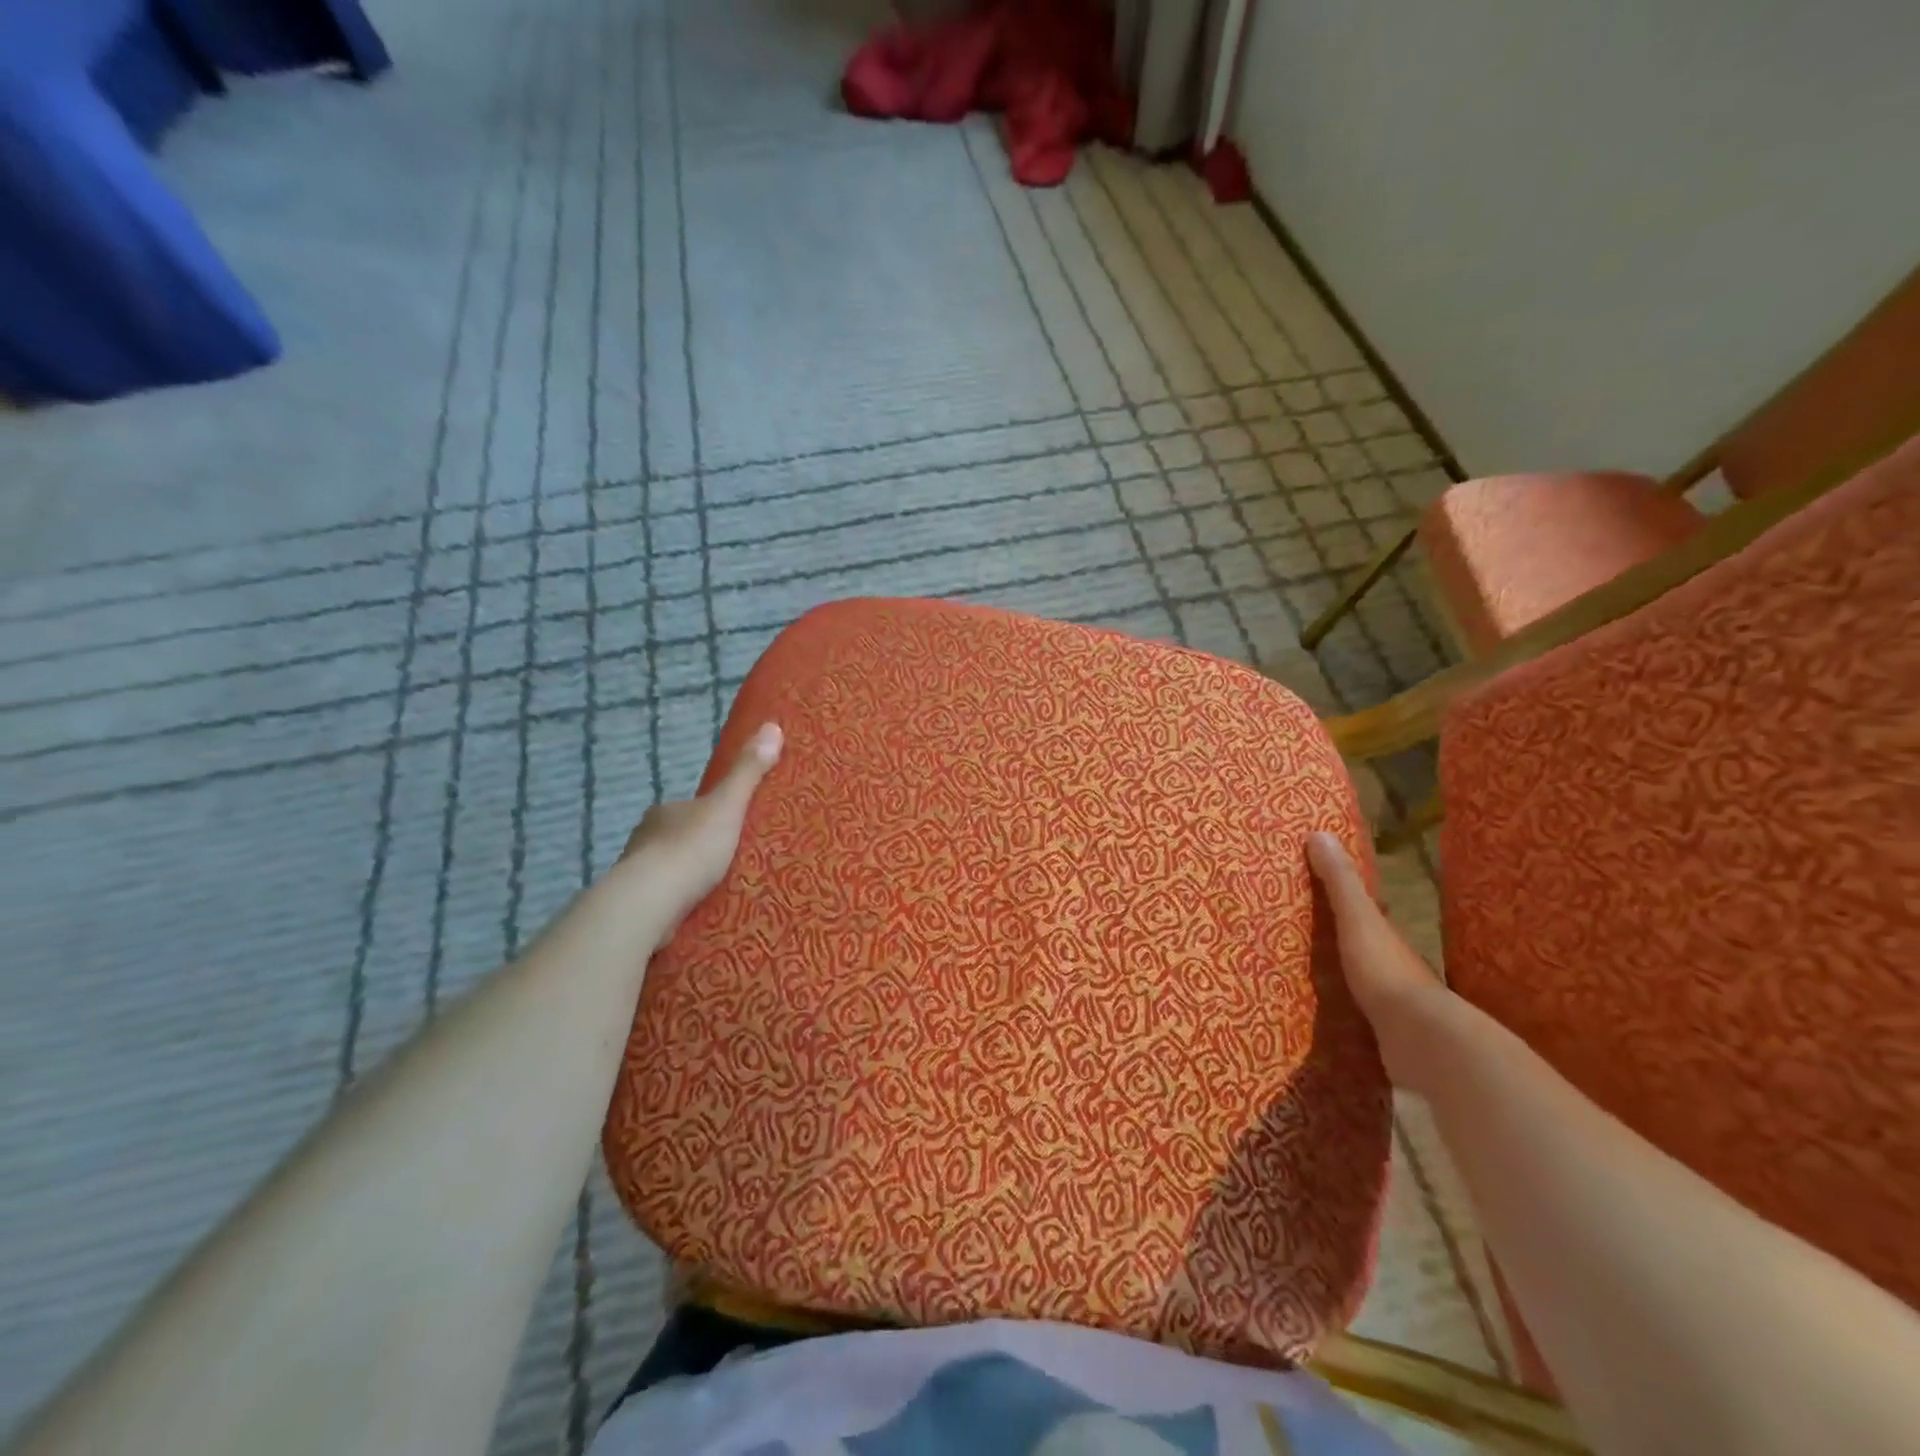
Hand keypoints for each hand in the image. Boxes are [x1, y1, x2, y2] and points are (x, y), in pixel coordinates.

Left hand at [617, 722, 782, 947]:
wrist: (650, 901)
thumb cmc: (690, 848)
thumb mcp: (728, 805)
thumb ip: (748, 772)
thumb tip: (773, 726)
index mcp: (664, 811)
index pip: (690, 808)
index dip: (710, 816)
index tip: (730, 828)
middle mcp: (645, 837)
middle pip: (678, 838)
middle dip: (699, 848)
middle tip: (730, 862)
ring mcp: (637, 873)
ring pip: (669, 870)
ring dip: (687, 878)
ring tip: (718, 890)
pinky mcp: (637, 906)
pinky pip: (663, 899)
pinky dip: (678, 902)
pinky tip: (696, 911)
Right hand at [1307, 831, 1450, 1092]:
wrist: (1418, 1039)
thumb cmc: (1385, 970)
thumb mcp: (1358, 919)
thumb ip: (1339, 882)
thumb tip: (1318, 832)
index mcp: (1384, 933)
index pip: (1363, 907)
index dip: (1340, 894)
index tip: (1310, 884)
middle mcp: (1390, 962)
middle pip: (1359, 942)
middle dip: (1333, 937)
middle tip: (1293, 929)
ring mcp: (1388, 1000)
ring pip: (1356, 978)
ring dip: (1335, 974)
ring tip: (1294, 972)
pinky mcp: (1379, 1032)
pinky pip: (1351, 1012)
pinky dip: (1336, 1008)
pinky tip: (1314, 1013)